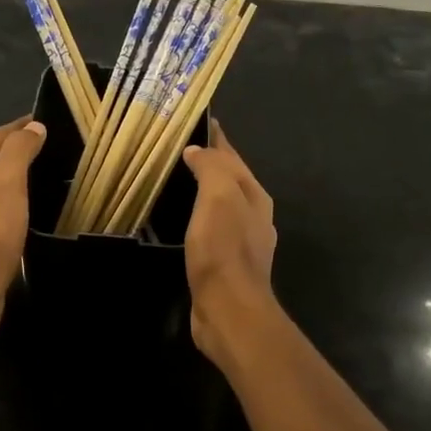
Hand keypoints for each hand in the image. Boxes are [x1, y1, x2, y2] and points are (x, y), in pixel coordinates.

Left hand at [0, 117, 45, 338]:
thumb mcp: (7, 181)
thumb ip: (19, 150)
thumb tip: (32, 127)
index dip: (16, 128)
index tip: (39, 121)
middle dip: (12, 153)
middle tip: (44, 148)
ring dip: (11, 182)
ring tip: (39, 179)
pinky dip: (11, 207)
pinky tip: (25, 215)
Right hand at [180, 119, 278, 368]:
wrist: (229, 310)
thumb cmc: (224, 250)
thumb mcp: (219, 197)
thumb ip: (212, 168)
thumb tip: (198, 150)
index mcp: (254, 196)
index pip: (233, 157)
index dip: (217, 139)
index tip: (199, 120)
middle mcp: (253, 216)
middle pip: (230, 180)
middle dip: (210, 163)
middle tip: (179, 148)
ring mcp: (241, 243)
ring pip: (220, 206)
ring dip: (203, 191)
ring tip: (176, 180)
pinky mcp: (225, 265)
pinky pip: (210, 229)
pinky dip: (197, 217)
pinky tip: (182, 222)